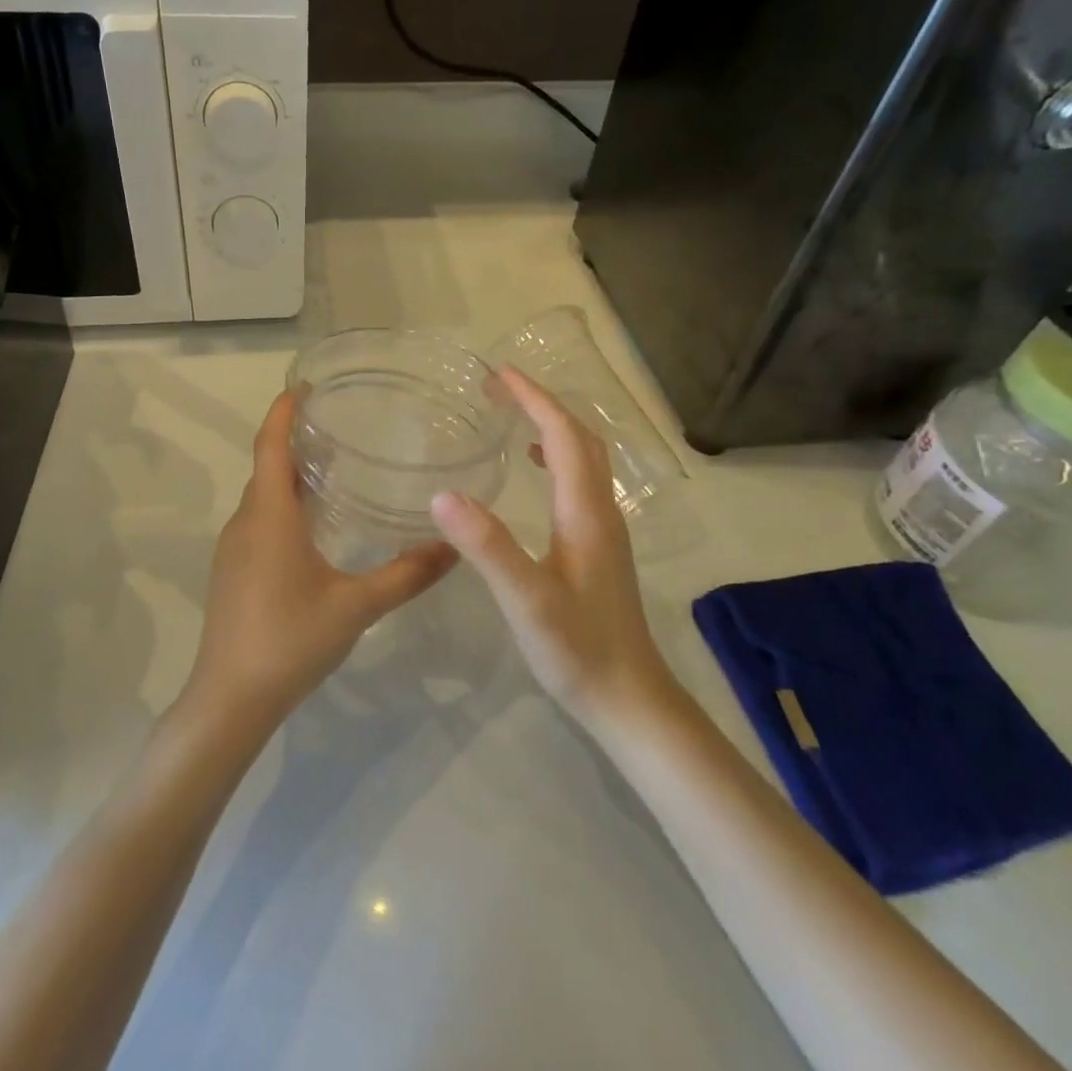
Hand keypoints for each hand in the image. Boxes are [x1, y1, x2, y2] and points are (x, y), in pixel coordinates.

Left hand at [189, 389, 458, 723]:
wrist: (229, 699)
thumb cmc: (290, 641)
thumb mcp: (356, 606)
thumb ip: (406, 575)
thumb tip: (454, 546)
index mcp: (270, 516)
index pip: (270, 444)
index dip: (284, 410)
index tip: (306, 386)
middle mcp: (246, 521)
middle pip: (267, 465)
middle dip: (295, 440)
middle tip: (340, 427)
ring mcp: (233, 547)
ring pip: (262, 495)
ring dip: (289, 474)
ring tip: (334, 468)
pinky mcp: (231, 571)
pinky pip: (258, 520)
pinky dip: (283, 504)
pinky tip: (314, 525)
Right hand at [430, 367, 673, 726]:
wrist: (628, 696)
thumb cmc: (577, 649)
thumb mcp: (526, 600)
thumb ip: (487, 547)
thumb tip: (443, 495)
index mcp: (584, 511)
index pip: (562, 436)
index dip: (534, 399)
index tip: (499, 374)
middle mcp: (600, 509)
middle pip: (579, 437)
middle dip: (541, 403)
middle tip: (498, 387)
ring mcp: (603, 527)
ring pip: (584, 457)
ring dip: (551, 426)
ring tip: (513, 414)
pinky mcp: (599, 545)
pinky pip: (579, 480)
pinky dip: (556, 456)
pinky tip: (533, 468)